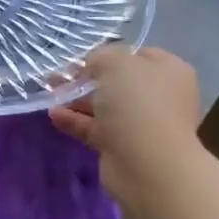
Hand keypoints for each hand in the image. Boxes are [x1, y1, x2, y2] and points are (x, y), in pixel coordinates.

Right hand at [50, 45, 203, 211]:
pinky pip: (95, 129)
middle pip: (118, 83)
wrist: (147, 163)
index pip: (138, 55)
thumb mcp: (116, 64)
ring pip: (104, 107)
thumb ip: (101, 56)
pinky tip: (53, 115)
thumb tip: (93, 65)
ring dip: (76, 100)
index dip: (109, 55)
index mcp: (169, 71)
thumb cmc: (137, 103)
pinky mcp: (123, 147)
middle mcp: (159, 96)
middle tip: (58, 78)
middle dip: (86, 79)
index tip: (82, 61)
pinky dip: (75, 121)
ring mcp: (142, 124)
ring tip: (50, 94)